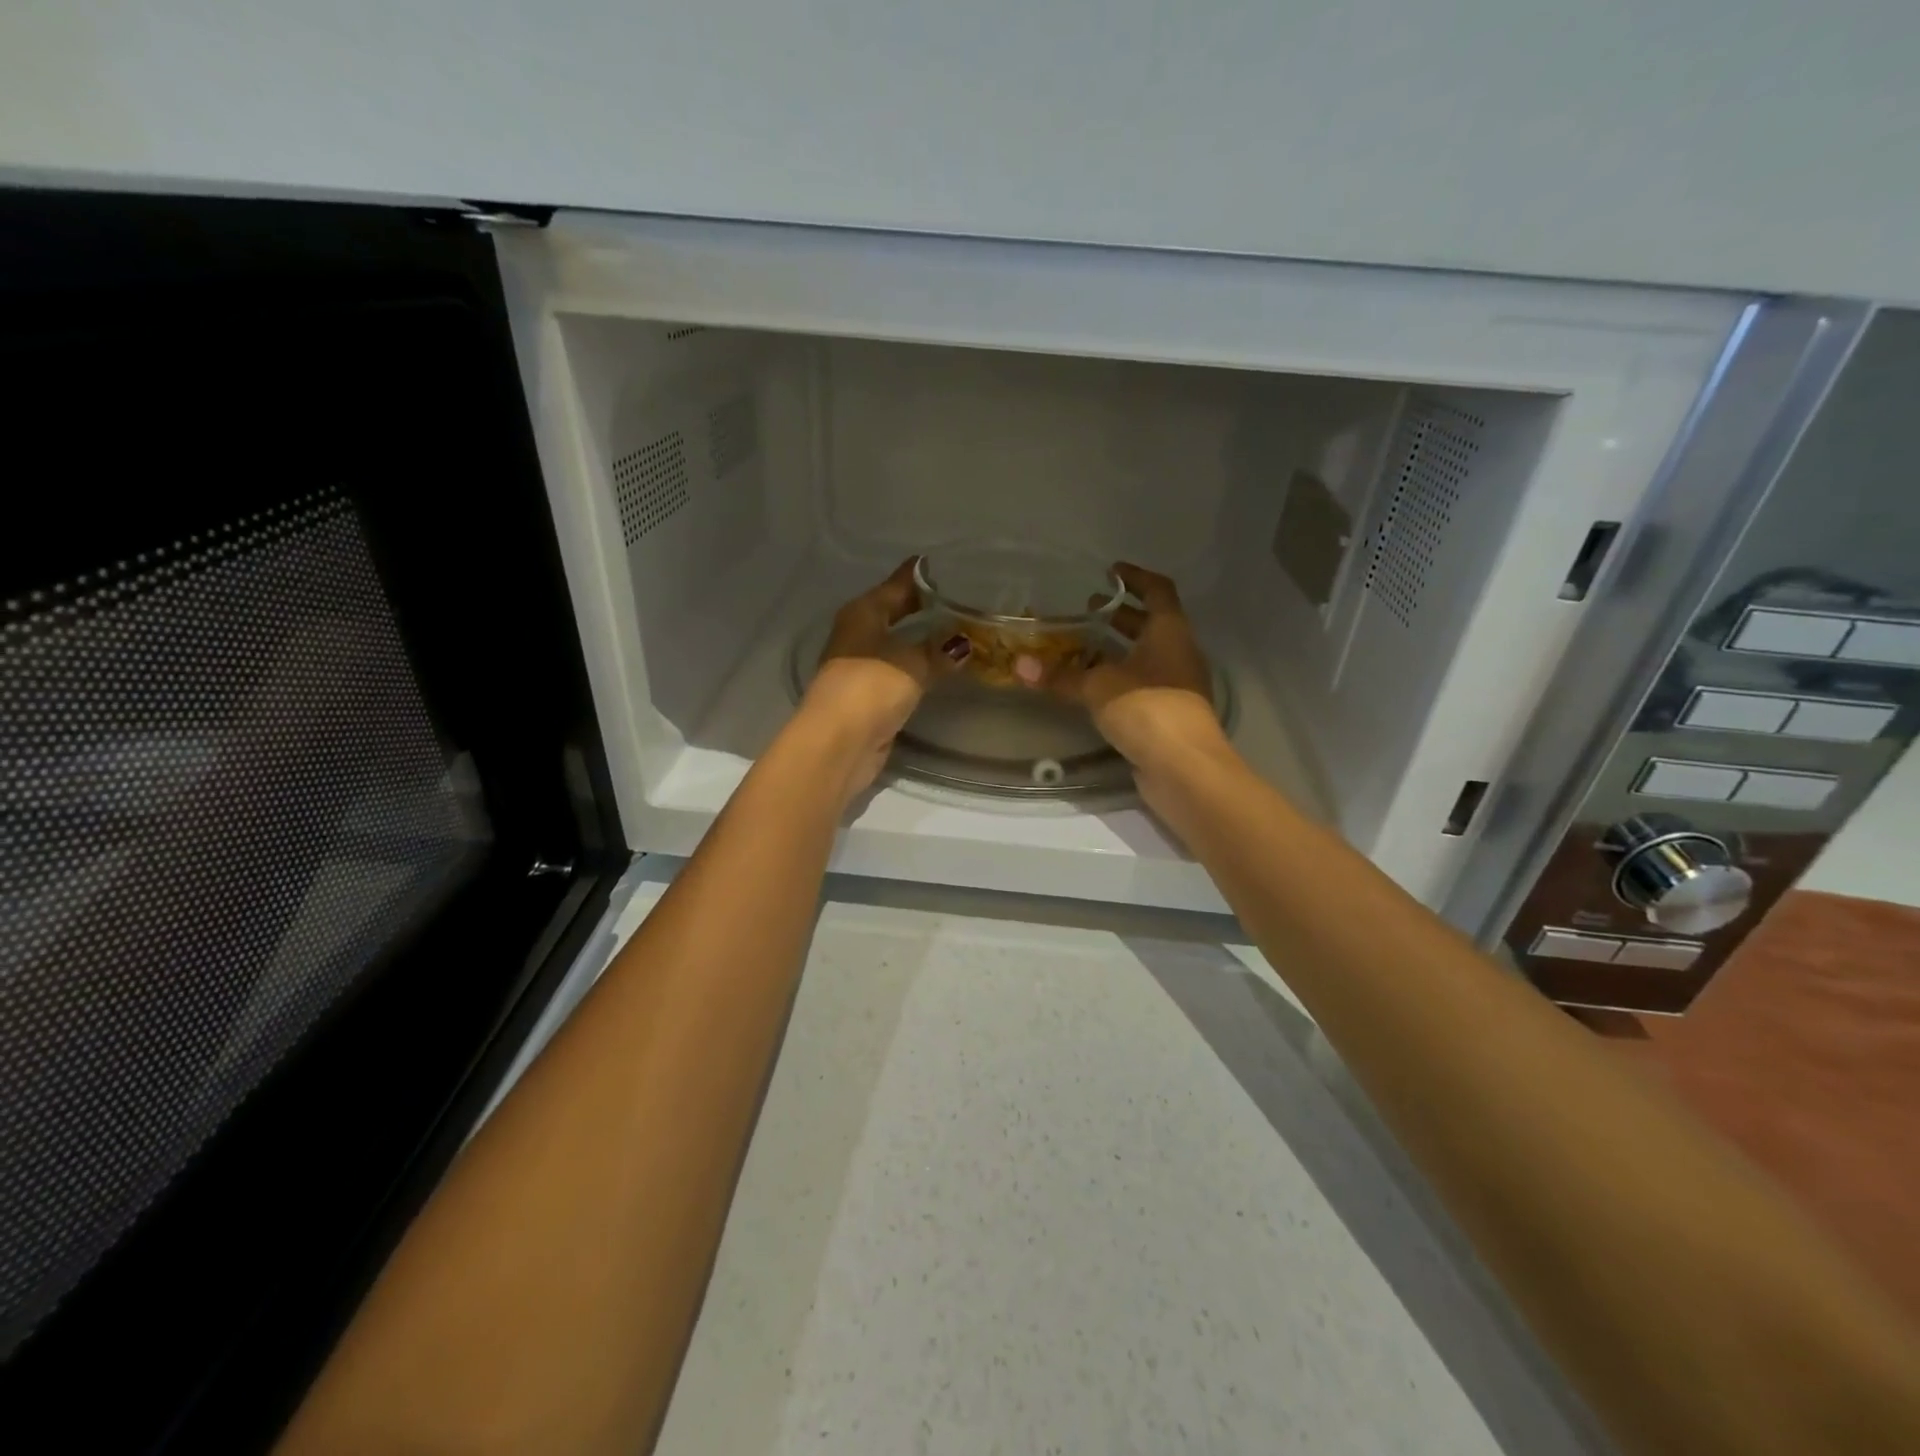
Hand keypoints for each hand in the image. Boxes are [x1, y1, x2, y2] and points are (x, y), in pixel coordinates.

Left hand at [796, 559, 967, 801]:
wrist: (839, 743)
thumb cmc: (871, 687)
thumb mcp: (912, 663)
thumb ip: (940, 650)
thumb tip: (964, 642)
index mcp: (863, 612)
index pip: (898, 583)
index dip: (924, 574)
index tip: (952, 564)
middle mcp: (859, 633)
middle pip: (897, 611)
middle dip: (927, 606)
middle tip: (967, 597)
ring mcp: (863, 665)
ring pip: (900, 642)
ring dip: (926, 639)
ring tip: (965, 630)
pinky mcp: (871, 695)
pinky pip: (903, 670)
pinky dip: (922, 666)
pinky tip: (945, 666)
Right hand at [1052, 563, 1229, 777]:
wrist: (1184, 768)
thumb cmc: (1147, 709)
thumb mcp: (1098, 687)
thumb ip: (1060, 676)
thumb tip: (1019, 665)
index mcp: (1170, 632)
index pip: (1157, 591)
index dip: (1135, 578)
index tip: (1110, 572)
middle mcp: (1178, 653)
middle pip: (1151, 624)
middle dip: (1120, 616)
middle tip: (1087, 609)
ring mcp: (1176, 686)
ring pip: (1146, 656)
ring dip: (1118, 649)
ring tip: (1082, 647)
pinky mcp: (1167, 714)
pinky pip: (1141, 685)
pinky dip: (1118, 679)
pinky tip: (1092, 687)